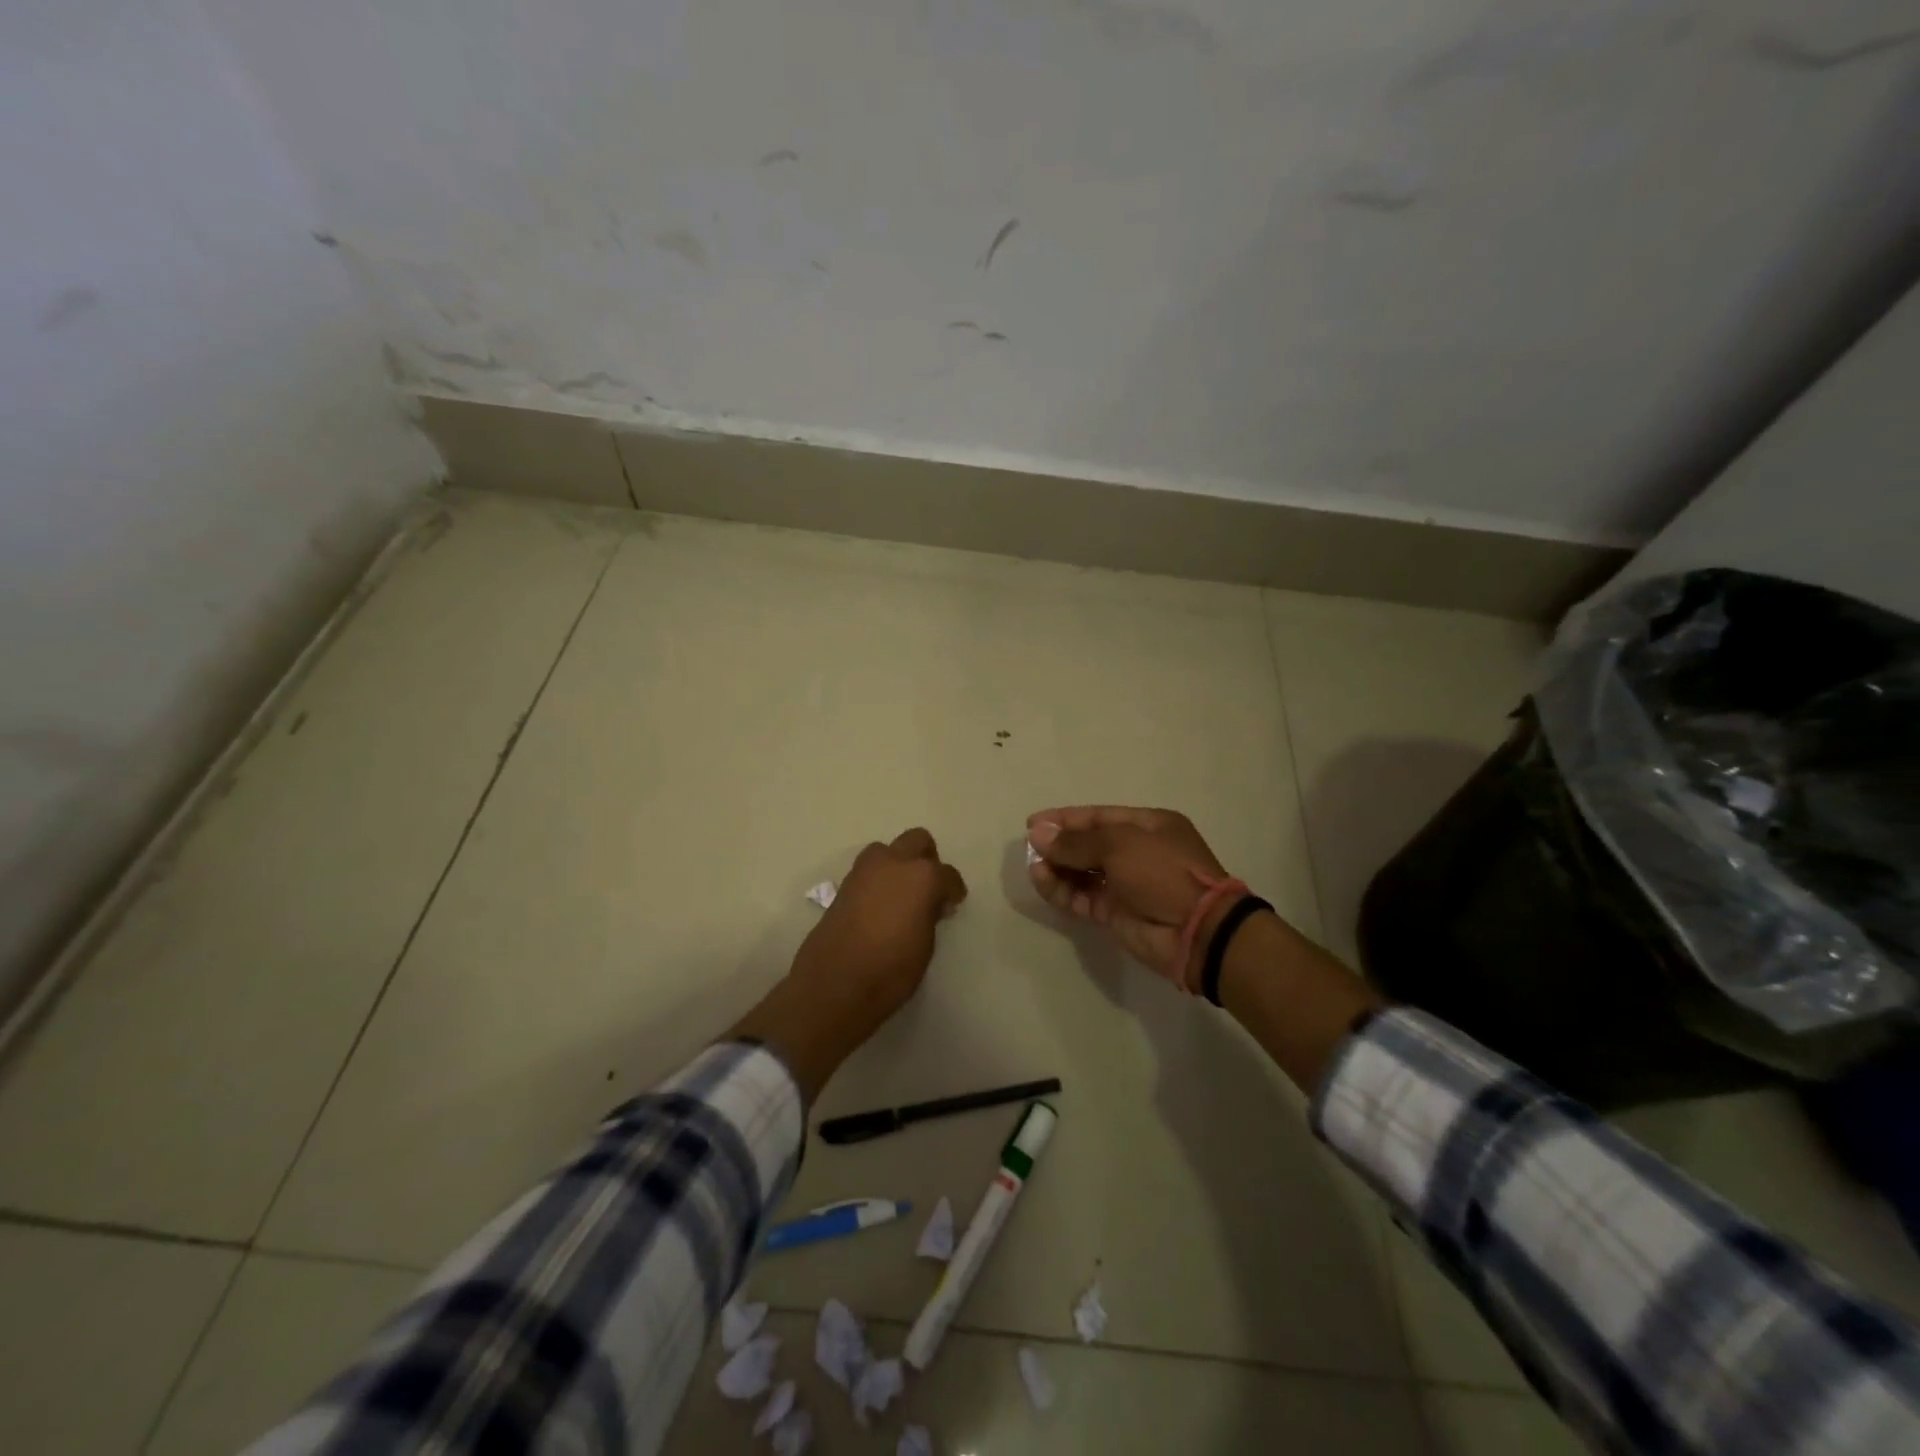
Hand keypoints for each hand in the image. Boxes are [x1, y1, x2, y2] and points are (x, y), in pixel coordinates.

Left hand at [789, 828, 967, 1024]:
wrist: (835, 983)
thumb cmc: (891, 969)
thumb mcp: (926, 945)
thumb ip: (930, 914)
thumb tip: (929, 905)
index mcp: (922, 876)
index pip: (948, 874)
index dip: (953, 890)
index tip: (952, 904)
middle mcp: (894, 863)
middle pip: (917, 841)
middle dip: (927, 858)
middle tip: (928, 887)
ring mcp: (865, 870)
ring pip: (888, 850)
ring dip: (898, 863)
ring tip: (901, 894)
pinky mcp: (844, 884)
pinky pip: (868, 870)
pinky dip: (878, 879)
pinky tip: (880, 905)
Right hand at [1026, 806, 1239, 985]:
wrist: (1196, 932)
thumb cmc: (1162, 873)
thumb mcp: (1119, 845)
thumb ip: (1076, 841)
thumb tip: (1038, 834)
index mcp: (1148, 826)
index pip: (1099, 816)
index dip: (1065, 819)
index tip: (1033, 823)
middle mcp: (1137, 852)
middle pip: (1089, 844)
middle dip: (1060, 844)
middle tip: (1030, 846)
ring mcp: (1126, 884)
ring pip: (1082, 872)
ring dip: (1057, 868)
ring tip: (1034, 866)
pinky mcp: (1115, 913)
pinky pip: (1082, 896)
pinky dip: (1061, 890)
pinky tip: (1042, 881)